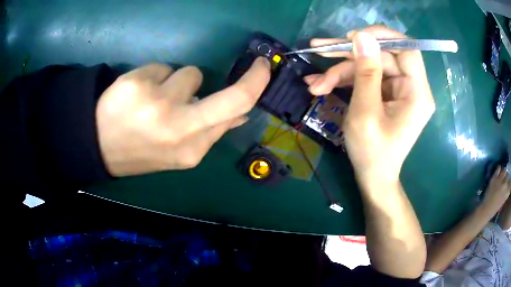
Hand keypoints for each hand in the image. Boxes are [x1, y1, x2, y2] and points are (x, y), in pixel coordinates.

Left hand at [96, 58, 269, 175]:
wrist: (100, 146)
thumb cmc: (142, 149)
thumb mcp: (179, 151)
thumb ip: (211, 131)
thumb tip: (241, 114)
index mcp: (191, 149)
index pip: (235, 113)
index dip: (254, 87)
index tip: (262, 71)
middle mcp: (178, 128)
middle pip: (233, 96)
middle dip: (253, 78)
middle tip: (260, 65)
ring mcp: (156, 104)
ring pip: (190, 74)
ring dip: (178, 83)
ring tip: (155, 99)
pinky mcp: (137, 83)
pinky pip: (162, 67)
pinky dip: (155, 77)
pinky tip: (139, 94)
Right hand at [303, 26, 434, 187]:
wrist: (373, 177)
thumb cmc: (371, 152)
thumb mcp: (365, 112)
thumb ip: (365, 72)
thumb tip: (361, 37)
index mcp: (416, 92)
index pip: (407, 48)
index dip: (381, 36)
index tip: (353, 37)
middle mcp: (411, 87)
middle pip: (382, 56)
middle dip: (349, 56)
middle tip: (320, 51)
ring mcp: (398, 90)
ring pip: (369, 66)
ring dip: (341, 71)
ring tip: (314, 83)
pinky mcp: (387, 94)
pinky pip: (367, 78)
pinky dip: (345, 80)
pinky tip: (321, 85)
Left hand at [481, 165, 510, 216]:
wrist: (486, 210)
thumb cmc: (495, 208)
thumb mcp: (503, 200)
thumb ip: (506, 191)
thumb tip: (508, 183)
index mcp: (507, 192)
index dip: (509, 181)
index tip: (508, 182)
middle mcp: (505, 184)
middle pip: (507, 175)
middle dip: (506, 178)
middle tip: (504, 181)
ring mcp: (500, 180)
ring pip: (504, 170)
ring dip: (503, 173)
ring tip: (501, 177)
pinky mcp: (494, 177)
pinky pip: (498, 168)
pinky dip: (498, 169)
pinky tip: (498, 173)